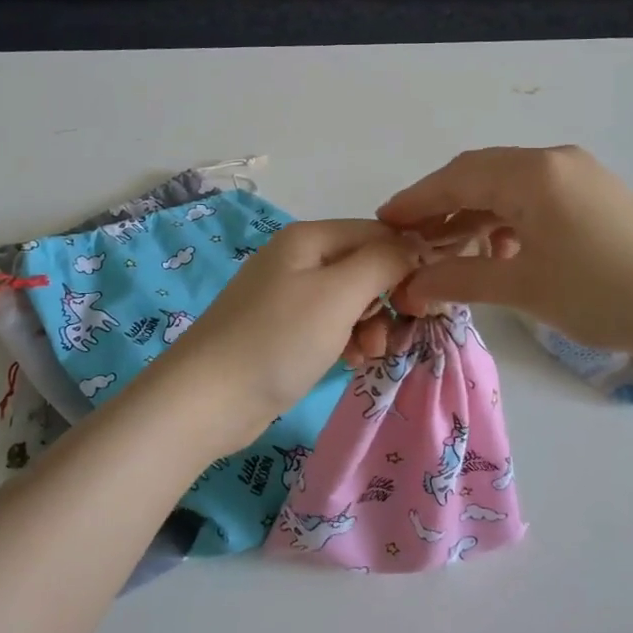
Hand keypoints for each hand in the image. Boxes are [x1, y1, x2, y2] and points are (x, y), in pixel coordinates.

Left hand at [137, 219, 421, 459]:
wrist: (207, 400)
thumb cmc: (278, 339)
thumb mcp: (339, 294)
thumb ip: (384, 262)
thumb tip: (415, 244)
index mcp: (309, 238)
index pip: (378, 233)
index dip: (407, 261)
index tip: (426, 300)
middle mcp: (299, 258)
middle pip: (365, 266)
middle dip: (388, 297)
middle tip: (401, 328)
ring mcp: (288, 296)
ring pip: (351, 299)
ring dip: (371, 323)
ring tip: (371, 353)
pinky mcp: (283, 330)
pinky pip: (330, 324)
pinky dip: (348, 339)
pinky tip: (352, 362)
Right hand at [376, 146, 632, 359]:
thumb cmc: (602, 294)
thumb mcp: (523, 287)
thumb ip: (459, 279)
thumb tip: (409, 286)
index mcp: (533, 173)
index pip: (457, 178)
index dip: (416, 200)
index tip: (382, 221)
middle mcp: (554, 160)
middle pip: (480, 173)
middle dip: (440, 203)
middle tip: (409, 235)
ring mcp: (579, 173)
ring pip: (508, 185)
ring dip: (474, 212)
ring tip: (447, 247)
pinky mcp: (595, 192)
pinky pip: (535, 196)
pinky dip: (507, 218)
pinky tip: (498, 250)